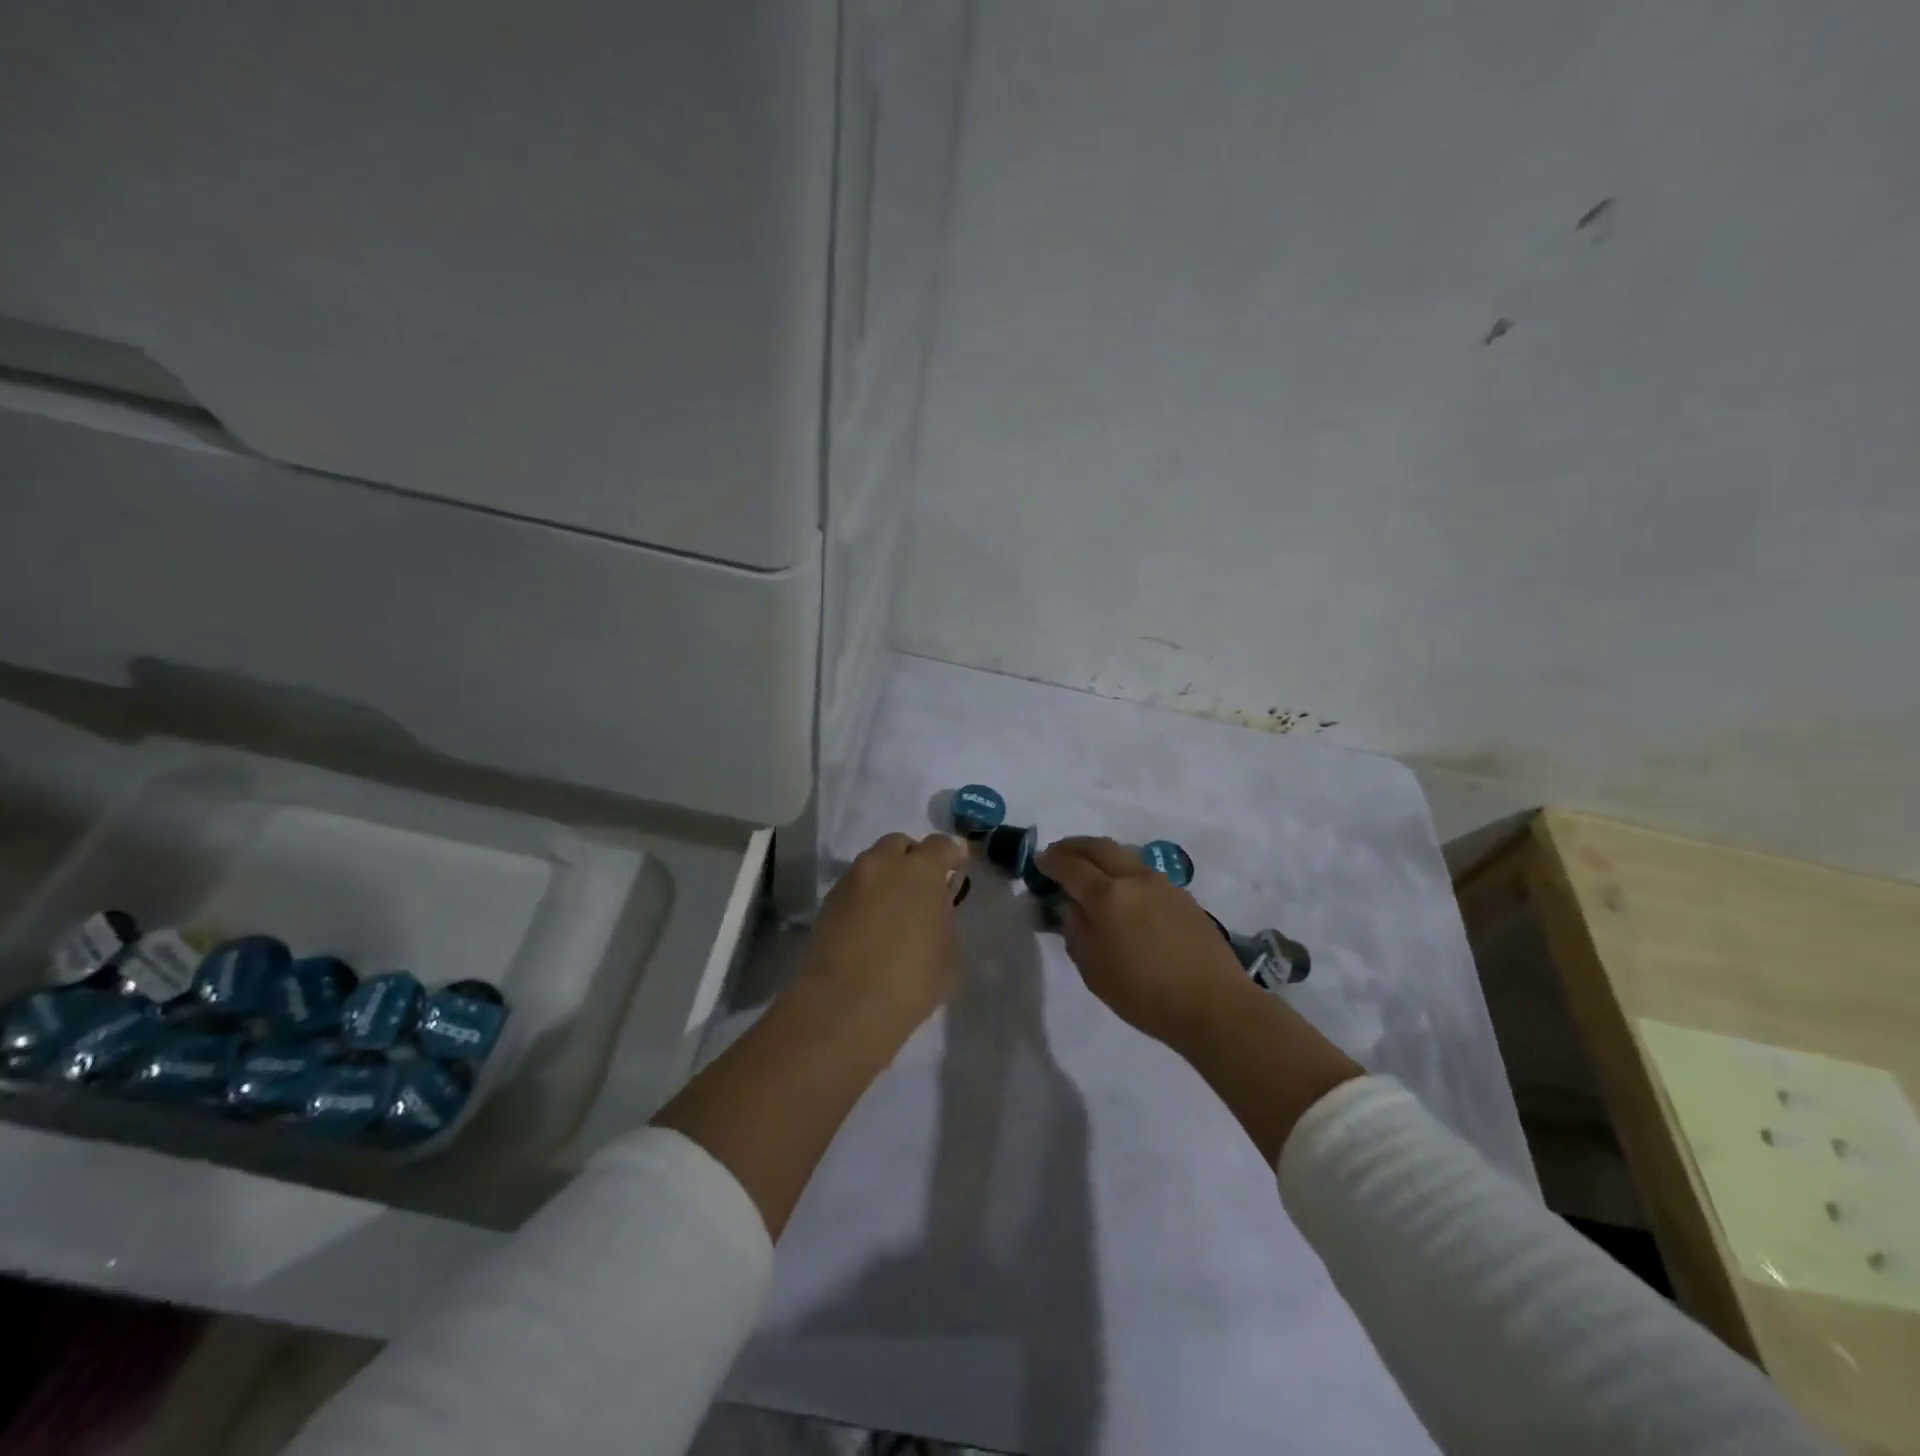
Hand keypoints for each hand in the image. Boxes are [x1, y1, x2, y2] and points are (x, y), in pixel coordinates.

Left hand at [799, 832, 969, 1034]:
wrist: (844, 1006)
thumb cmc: (911, 981)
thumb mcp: (948, 953)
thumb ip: (944, 917)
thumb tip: (934, 908)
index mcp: (921, 871)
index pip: (941, 845)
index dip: (952, 854)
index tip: (956, 866)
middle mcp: (883, 864)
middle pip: (900, 845)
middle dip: (912, 858)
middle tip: (920, 887)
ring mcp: (851, 881)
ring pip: (873, 864)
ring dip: (886, 876)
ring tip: (892, 908)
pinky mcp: (827, 903)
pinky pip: (853, 887)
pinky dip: (865, 896)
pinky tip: (870, 924)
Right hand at [1037, 836, 1249, 1044]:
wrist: (1212, 1003)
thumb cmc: (1143, 993)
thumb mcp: (1093, 969)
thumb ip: (1075, 930)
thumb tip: (1070, 905)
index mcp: (1106, 895)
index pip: (1070, 866)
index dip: (1050, 861)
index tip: (1038, 860)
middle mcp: (1133, 878)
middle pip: (1098, 847)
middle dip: (1074, 846)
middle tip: (1058, 853)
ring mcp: (1161, 883)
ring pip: (1123, 854)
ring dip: (1100, 854)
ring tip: (1089, 868)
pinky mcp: (1182, 895)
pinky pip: (1143, 870)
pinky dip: (1123, 869)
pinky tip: (1122, 889)